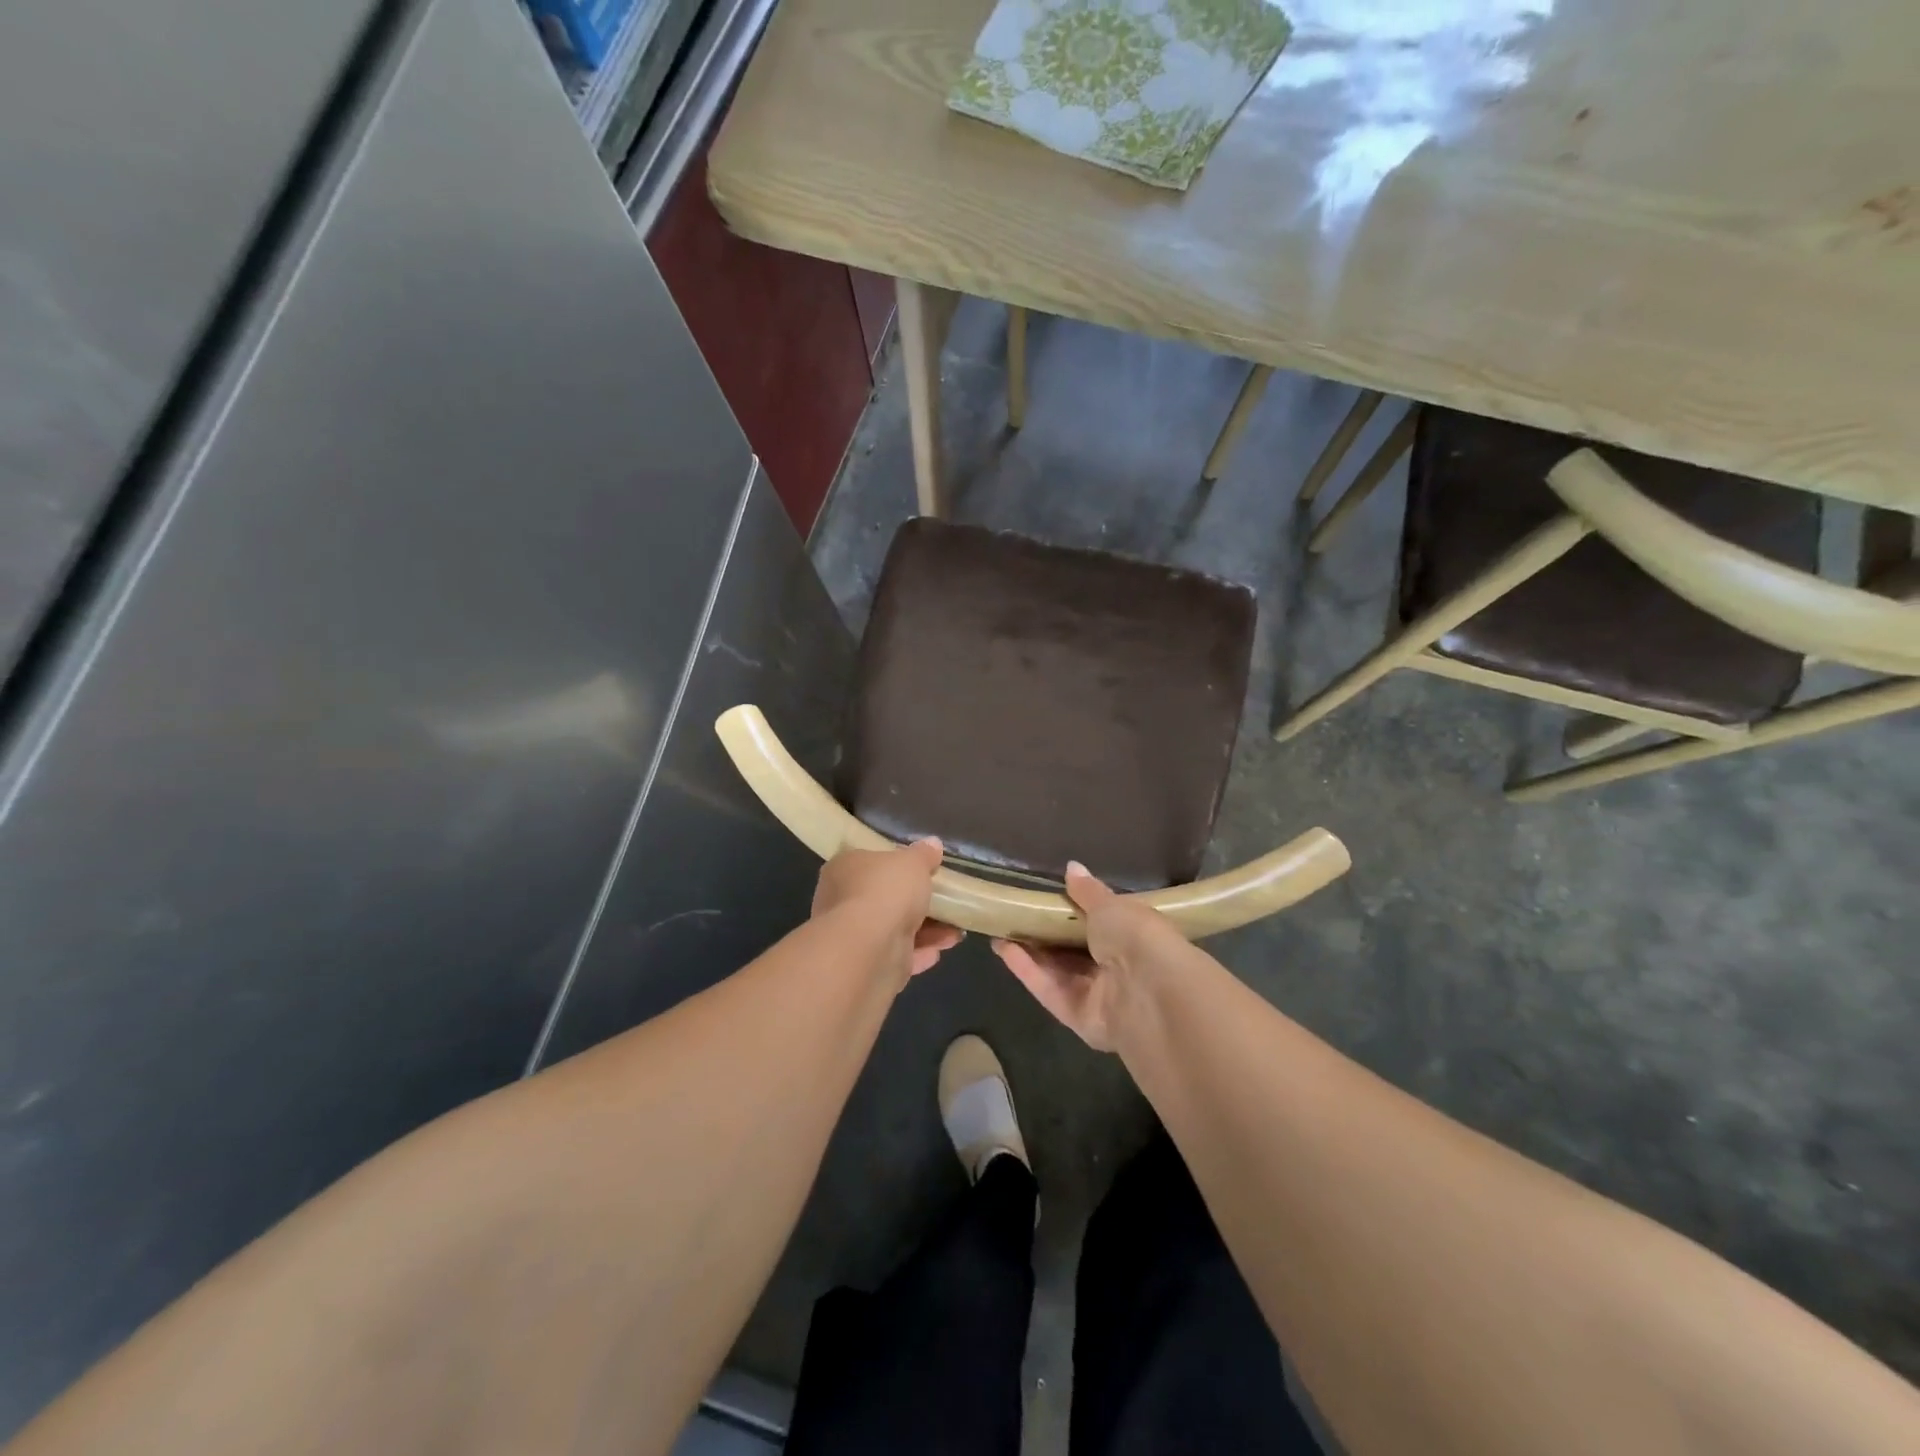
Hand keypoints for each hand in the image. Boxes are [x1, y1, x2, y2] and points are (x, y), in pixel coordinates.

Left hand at [812, 838, 962, 980]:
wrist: (869, 948)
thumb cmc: (886, 891)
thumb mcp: (913, 862)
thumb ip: (924, 854)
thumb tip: (933, 844)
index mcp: (843, 869)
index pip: (868, 863)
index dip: (895, 867)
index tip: (922, 872)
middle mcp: (840, 902)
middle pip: (883, 899)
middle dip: (916, 904)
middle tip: (944, 903)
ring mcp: (851, 937)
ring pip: (893, 930)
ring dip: (925, 931)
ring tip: (955, 932)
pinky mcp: (864, 967)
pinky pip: (896, 955)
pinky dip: (918, 953)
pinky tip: (940, 950)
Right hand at [992, 862, 1188, 1051]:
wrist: (1150, 991)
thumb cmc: (1136, 937)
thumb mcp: (1111, 905)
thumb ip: (1087, 891)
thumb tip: (1072, 867)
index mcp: (1132, 937)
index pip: (1100, 924)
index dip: (1072, 912)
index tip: (1043, 898)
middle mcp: (1116, 968)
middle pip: (1074, 951)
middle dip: (1045, 934)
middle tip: (1013, 915)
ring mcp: (1098, 995)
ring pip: (1058, 972)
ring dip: (1030, 952)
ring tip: (1000, 930)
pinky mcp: (1078, 1017)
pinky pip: (1049, 990)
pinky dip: (1028, 970)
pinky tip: (1004, 949)